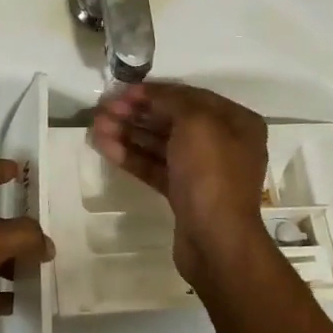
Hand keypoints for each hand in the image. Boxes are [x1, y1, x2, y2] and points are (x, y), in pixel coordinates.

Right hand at [91, 82, 269, 285]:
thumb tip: (151, 94)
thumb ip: (172, 100)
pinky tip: (105, 147)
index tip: (122, 91)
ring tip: (96, 127)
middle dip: (137, 113)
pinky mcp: (184, 194)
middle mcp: (223, 143)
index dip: (155, 92)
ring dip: (129, 133)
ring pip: (161, 145)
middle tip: (102, 109)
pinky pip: (155, 167)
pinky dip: (132, 156)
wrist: (216, 240)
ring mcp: (202, 171)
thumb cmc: (211, 174)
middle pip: (173, 120)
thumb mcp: (196, 123)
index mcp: (236, 122)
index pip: (190, 97)